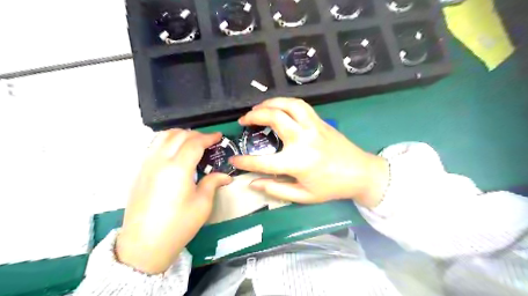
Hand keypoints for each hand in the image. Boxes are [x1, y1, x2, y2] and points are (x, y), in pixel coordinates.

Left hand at [115, 130, 230, 274]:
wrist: (144, 244)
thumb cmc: (178, 225)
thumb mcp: (202, 205)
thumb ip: (213, 183)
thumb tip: (225, 176)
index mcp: (178, 169)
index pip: (194, 143)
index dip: (208, 137)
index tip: (219, 136)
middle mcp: (160, 161)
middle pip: (178, 135)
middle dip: (196, 134)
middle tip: (208, 141)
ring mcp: (146, 165)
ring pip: (162, 136)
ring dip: (179, 134)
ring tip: (191, 142)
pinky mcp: (139, 171)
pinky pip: (153, 146)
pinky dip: (167, 141)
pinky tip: (174, 151)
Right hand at [230, 97, 386, 207]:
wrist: (360, 173)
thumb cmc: (331, 187)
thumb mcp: (303, 196)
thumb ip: (276, 189)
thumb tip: (252, 183)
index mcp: (298, 162)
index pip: (263, 162)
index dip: (244, 162)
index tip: (233, 160)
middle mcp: (304, 140)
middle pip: (274, 118)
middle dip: (254, 116)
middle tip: (243, 120)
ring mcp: (313, 127)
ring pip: (288, 104)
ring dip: (270, 103)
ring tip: (258, 108)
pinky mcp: (320, 121)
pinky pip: (300, 105)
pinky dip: (285, 102)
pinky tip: (279, 106)